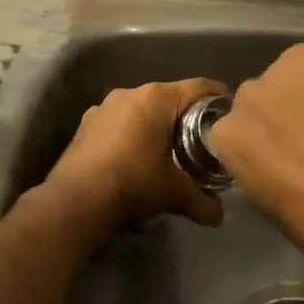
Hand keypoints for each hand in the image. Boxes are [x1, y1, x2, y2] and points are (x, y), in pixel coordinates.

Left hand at [44, 77, 228, 232]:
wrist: (74, 202)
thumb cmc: (133, 183)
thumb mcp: (173, 193)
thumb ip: (201, 201)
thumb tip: (220, 216)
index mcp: (156, 98)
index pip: (198, 87)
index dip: (217, 98)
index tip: (229, 112)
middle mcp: (130, 92)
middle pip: (169, 98)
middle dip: (185, 116)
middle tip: (201, 138)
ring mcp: (103, 107)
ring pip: (141, 109)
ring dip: (155, 125)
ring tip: (166, 150)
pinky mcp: (85, 124)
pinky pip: (119, 123)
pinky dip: (131, 134)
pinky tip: (134, 158)